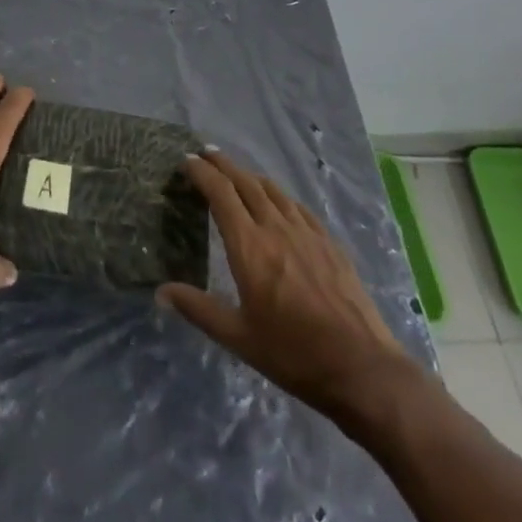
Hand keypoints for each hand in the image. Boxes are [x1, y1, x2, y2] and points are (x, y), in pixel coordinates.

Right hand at [158, 151, 411, 417]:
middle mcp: (275, 228)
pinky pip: (297, 207)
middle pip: (245, 182)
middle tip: (206, 154)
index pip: (220, 194)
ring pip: (272, 190)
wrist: (361, 367)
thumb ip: (199, 309)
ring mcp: (306, 232)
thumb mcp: (239, 338)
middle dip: (223, 164)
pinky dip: (279, 196)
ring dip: (250, 176)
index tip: (186, 162)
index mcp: (249, 246)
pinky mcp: (329, 242)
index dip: (202, 173)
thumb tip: (160, 292)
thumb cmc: (293, 354)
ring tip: (237, 174)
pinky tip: (279, 203)